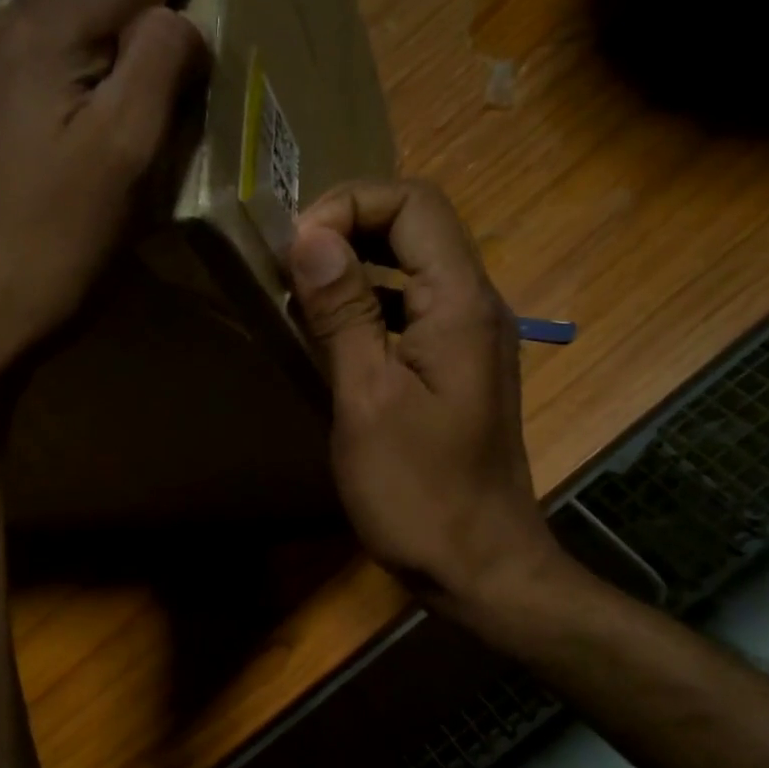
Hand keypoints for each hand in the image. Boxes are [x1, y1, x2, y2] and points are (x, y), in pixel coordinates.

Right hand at [286, 180, 575, 618]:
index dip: (349, 205)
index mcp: (461, 303)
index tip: (295, 248)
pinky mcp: (458, 372)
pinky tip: (331, 338)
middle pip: (417, 227)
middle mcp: (476, 307)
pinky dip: (371, 308)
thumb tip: (309, 235)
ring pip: (414, 269)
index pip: (414, 202)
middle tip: (288, 264)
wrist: (480, 565)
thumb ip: (343, 312)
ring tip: (299, 295)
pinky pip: (414, 312)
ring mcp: (471, 340)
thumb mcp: (366, 399)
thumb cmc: (419, 491)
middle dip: (349, 229)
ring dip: (357, 267)